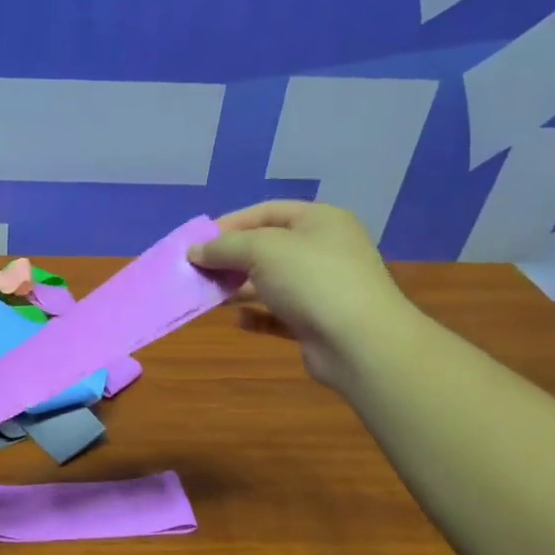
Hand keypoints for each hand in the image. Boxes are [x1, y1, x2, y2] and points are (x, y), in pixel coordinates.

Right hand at [188, 200, 422, 388]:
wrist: (360, 343)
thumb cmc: (312, 280)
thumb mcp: (261, 250)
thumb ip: (223, 247)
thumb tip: (194, 251)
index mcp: (319, 221)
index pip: (266, 212)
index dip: (229, 224)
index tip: (197, 242)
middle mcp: (324, 249)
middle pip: (267, 248)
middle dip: (230, 259)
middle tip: (198, 271)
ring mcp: (323, 287)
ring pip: (270, 282)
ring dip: (238, 288)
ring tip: (209, 296)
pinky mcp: (317, 321)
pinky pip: (279, 313)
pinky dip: (257, 315)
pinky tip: (239, 321)